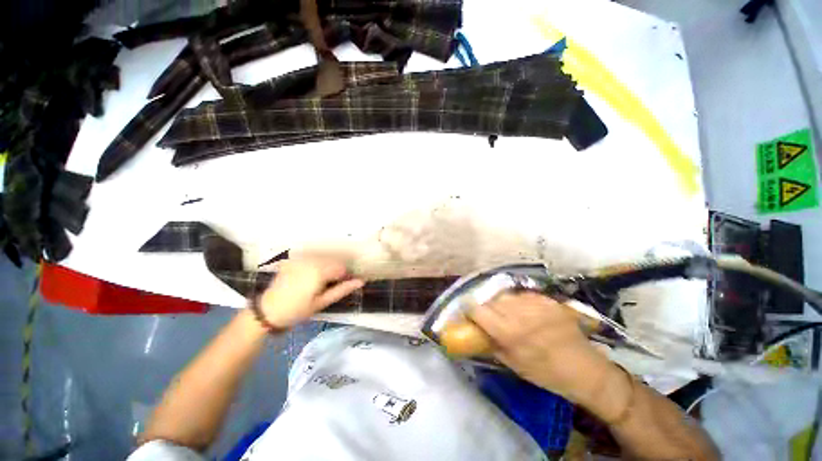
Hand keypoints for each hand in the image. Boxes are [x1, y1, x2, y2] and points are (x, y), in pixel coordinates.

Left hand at [258, 257, 363, 328]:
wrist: (267, 312)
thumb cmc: (297, 310)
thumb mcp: (322, 303)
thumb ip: (342, 290)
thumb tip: (360, 281)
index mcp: (319, 271)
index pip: (341, 268)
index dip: (345, 276)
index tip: (344, 284)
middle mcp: (311, 260)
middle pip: (333, 261)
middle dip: (336, 270)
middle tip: (332, 284)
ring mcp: (300, 259)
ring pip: (323, 257)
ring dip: (327, 266)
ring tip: (321, 281)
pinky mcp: (293, 260)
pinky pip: (311, 257)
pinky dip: (316, 263)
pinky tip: (311, 274)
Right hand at [469, 292, 621, 405]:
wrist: (585, 369)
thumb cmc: (546, 373)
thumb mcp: (513, 364)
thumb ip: (492, 344)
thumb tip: (477, 331)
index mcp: (508, 332)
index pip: (477, 310)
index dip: (468, 309)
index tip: (467, 312)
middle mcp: (518, 313)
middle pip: (489, 300)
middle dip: (484, 306)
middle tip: (487, 315)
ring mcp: (534, 303)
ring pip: (505, 294)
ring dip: (500, 302)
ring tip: (506, 312)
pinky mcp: (546, 299)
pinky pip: (522, 294)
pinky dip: (518, 301)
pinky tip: (524, 310)